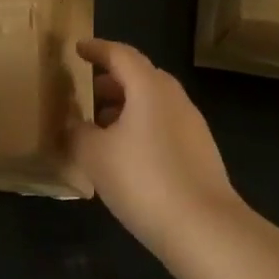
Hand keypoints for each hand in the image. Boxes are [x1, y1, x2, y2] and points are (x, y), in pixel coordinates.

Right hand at [70, 38, 248, 260]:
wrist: (204, 229)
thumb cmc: (143, 179)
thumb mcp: (94, 155)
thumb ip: (78, 132)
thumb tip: (74, 125)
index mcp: (149, 88)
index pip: (121, 55)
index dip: (97, 49)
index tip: (78, 49)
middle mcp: (174, 99)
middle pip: (140, 77)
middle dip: (111, 80)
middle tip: (86, 91)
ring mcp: (192, 127)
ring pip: (153, 103)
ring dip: (126, 107)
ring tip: (99, 126)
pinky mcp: (200, 154)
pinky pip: (163, 126)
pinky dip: (140, 128)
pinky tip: (124, 155)